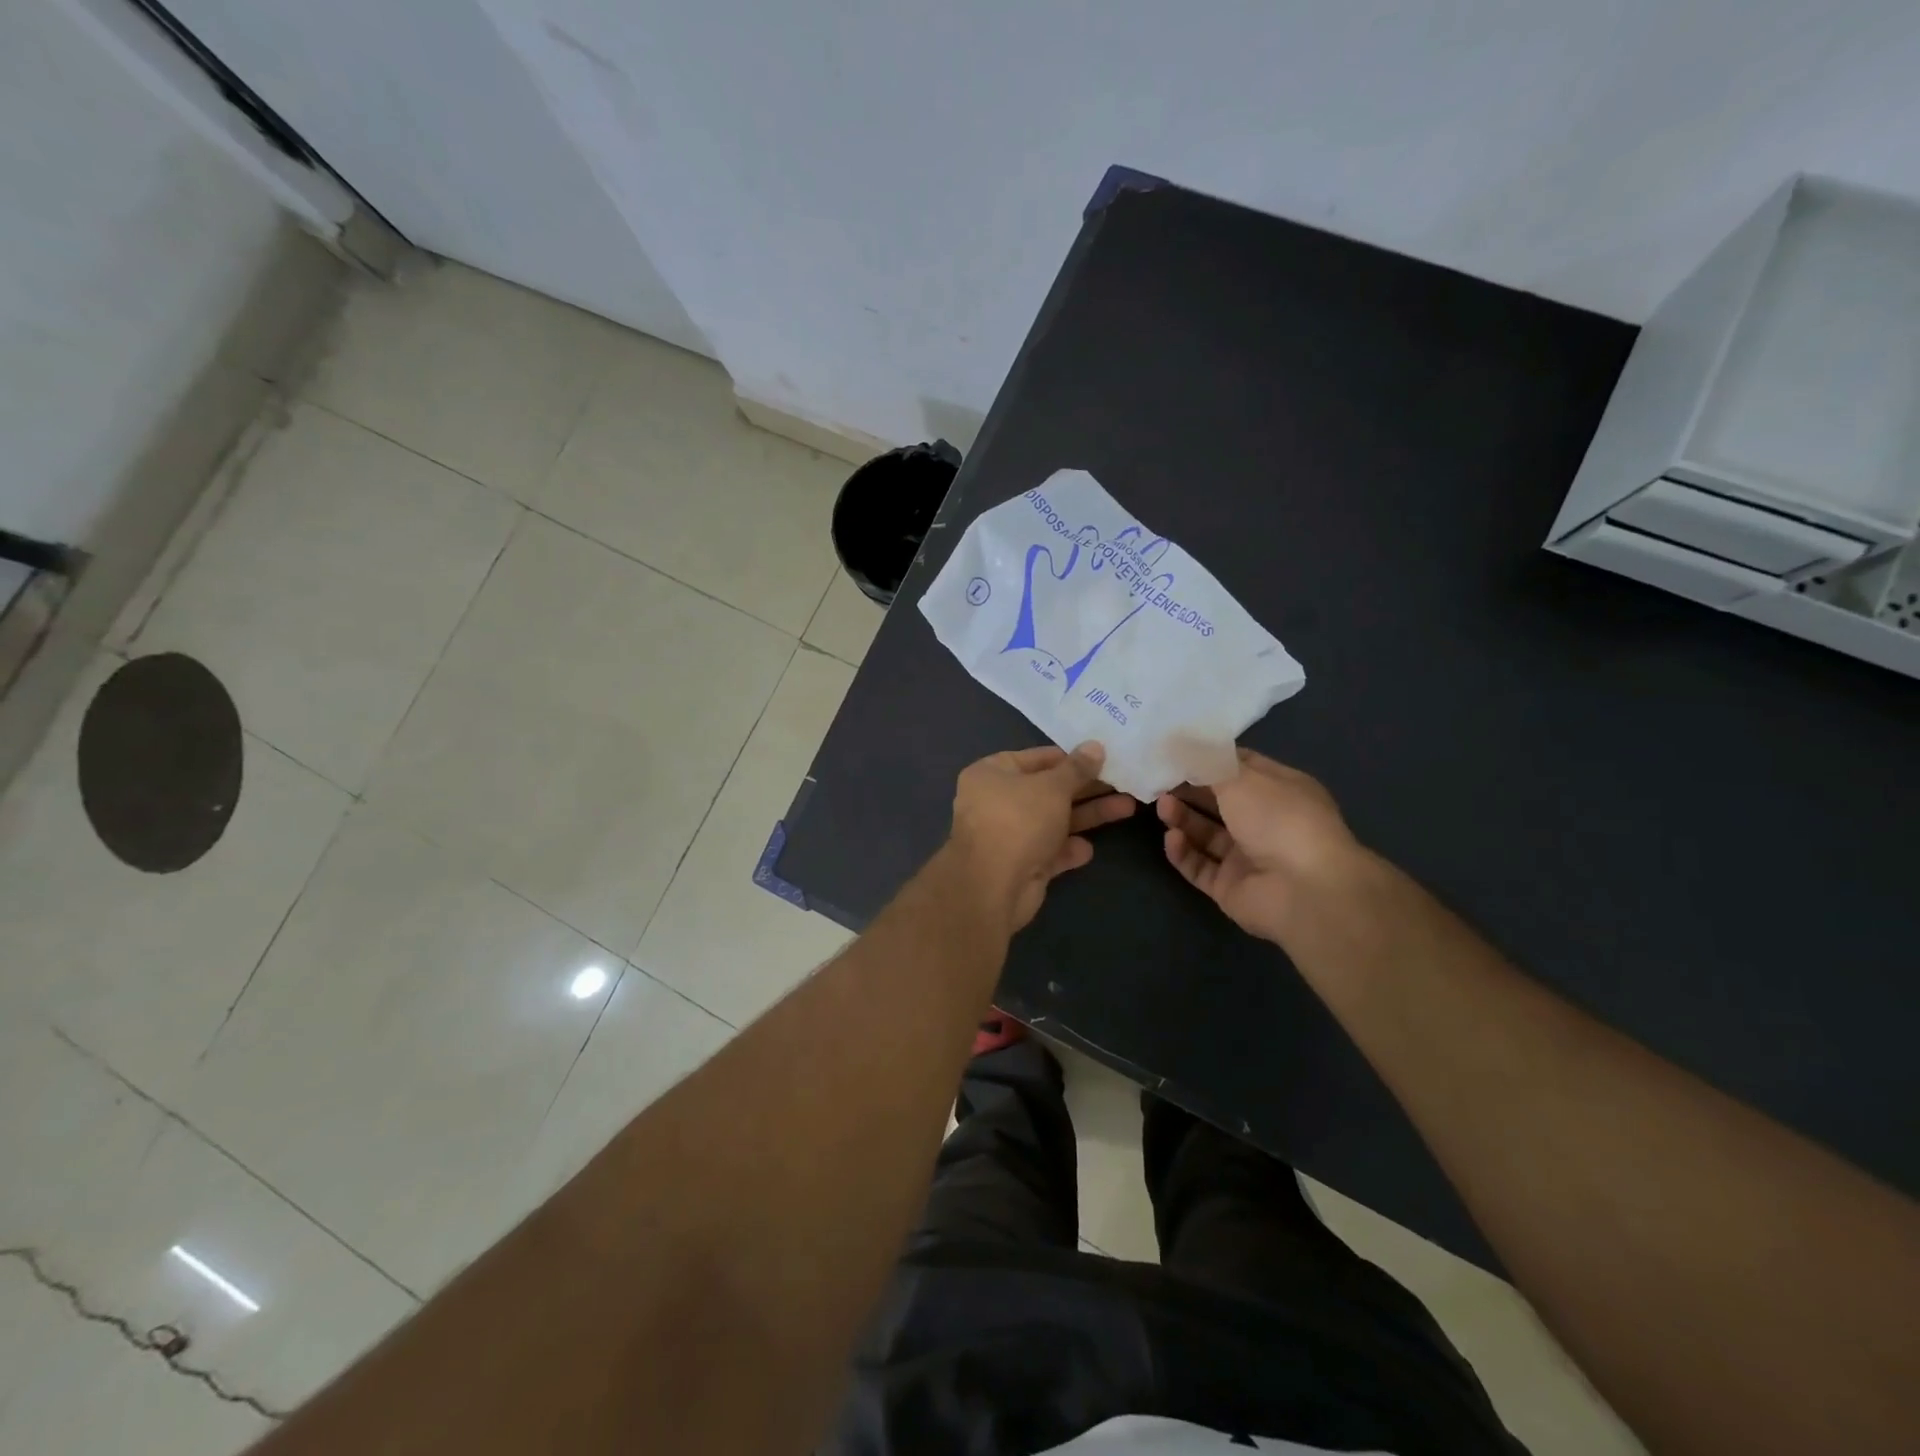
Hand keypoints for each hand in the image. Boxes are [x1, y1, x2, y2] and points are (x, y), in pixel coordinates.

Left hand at [947, 743, 1134, 929]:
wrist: (993, 886)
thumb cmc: (1019, 820)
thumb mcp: (1053, 787)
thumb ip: (1077, 768)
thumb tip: (1095, 746)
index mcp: (992, 773)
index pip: (1036, 758)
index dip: (1069, 757)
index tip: (1101, 756)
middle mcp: (996, 802)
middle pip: (1048, 790)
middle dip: (1086, 788)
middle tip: (1122, 782)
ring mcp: (1008, 836)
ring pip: (1053, 821)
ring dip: (1087, 816)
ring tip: (1127, 807)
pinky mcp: (1020, 866)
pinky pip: (1049, 851)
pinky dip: (1068, 849)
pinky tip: (1087, 849)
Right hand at [1155, 749, 1367, 943]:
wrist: (1304, 891)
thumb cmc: (1278, 819)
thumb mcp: (1241, 777)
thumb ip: (1205, 762)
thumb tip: (1178, 742)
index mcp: (1279, 790)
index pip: (1239, 767)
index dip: (1208, 759)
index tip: (1174, 750)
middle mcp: (1265, 822)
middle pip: (1218, 801)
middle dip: (1188, 789)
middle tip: (1157, 780)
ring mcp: (1247, 857)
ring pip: (1206, 834)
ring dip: (1182, 818)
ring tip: (1162, 807)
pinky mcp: (1230, 887)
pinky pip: (1199, 866)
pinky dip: (1184, 852)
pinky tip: (1172, 838)